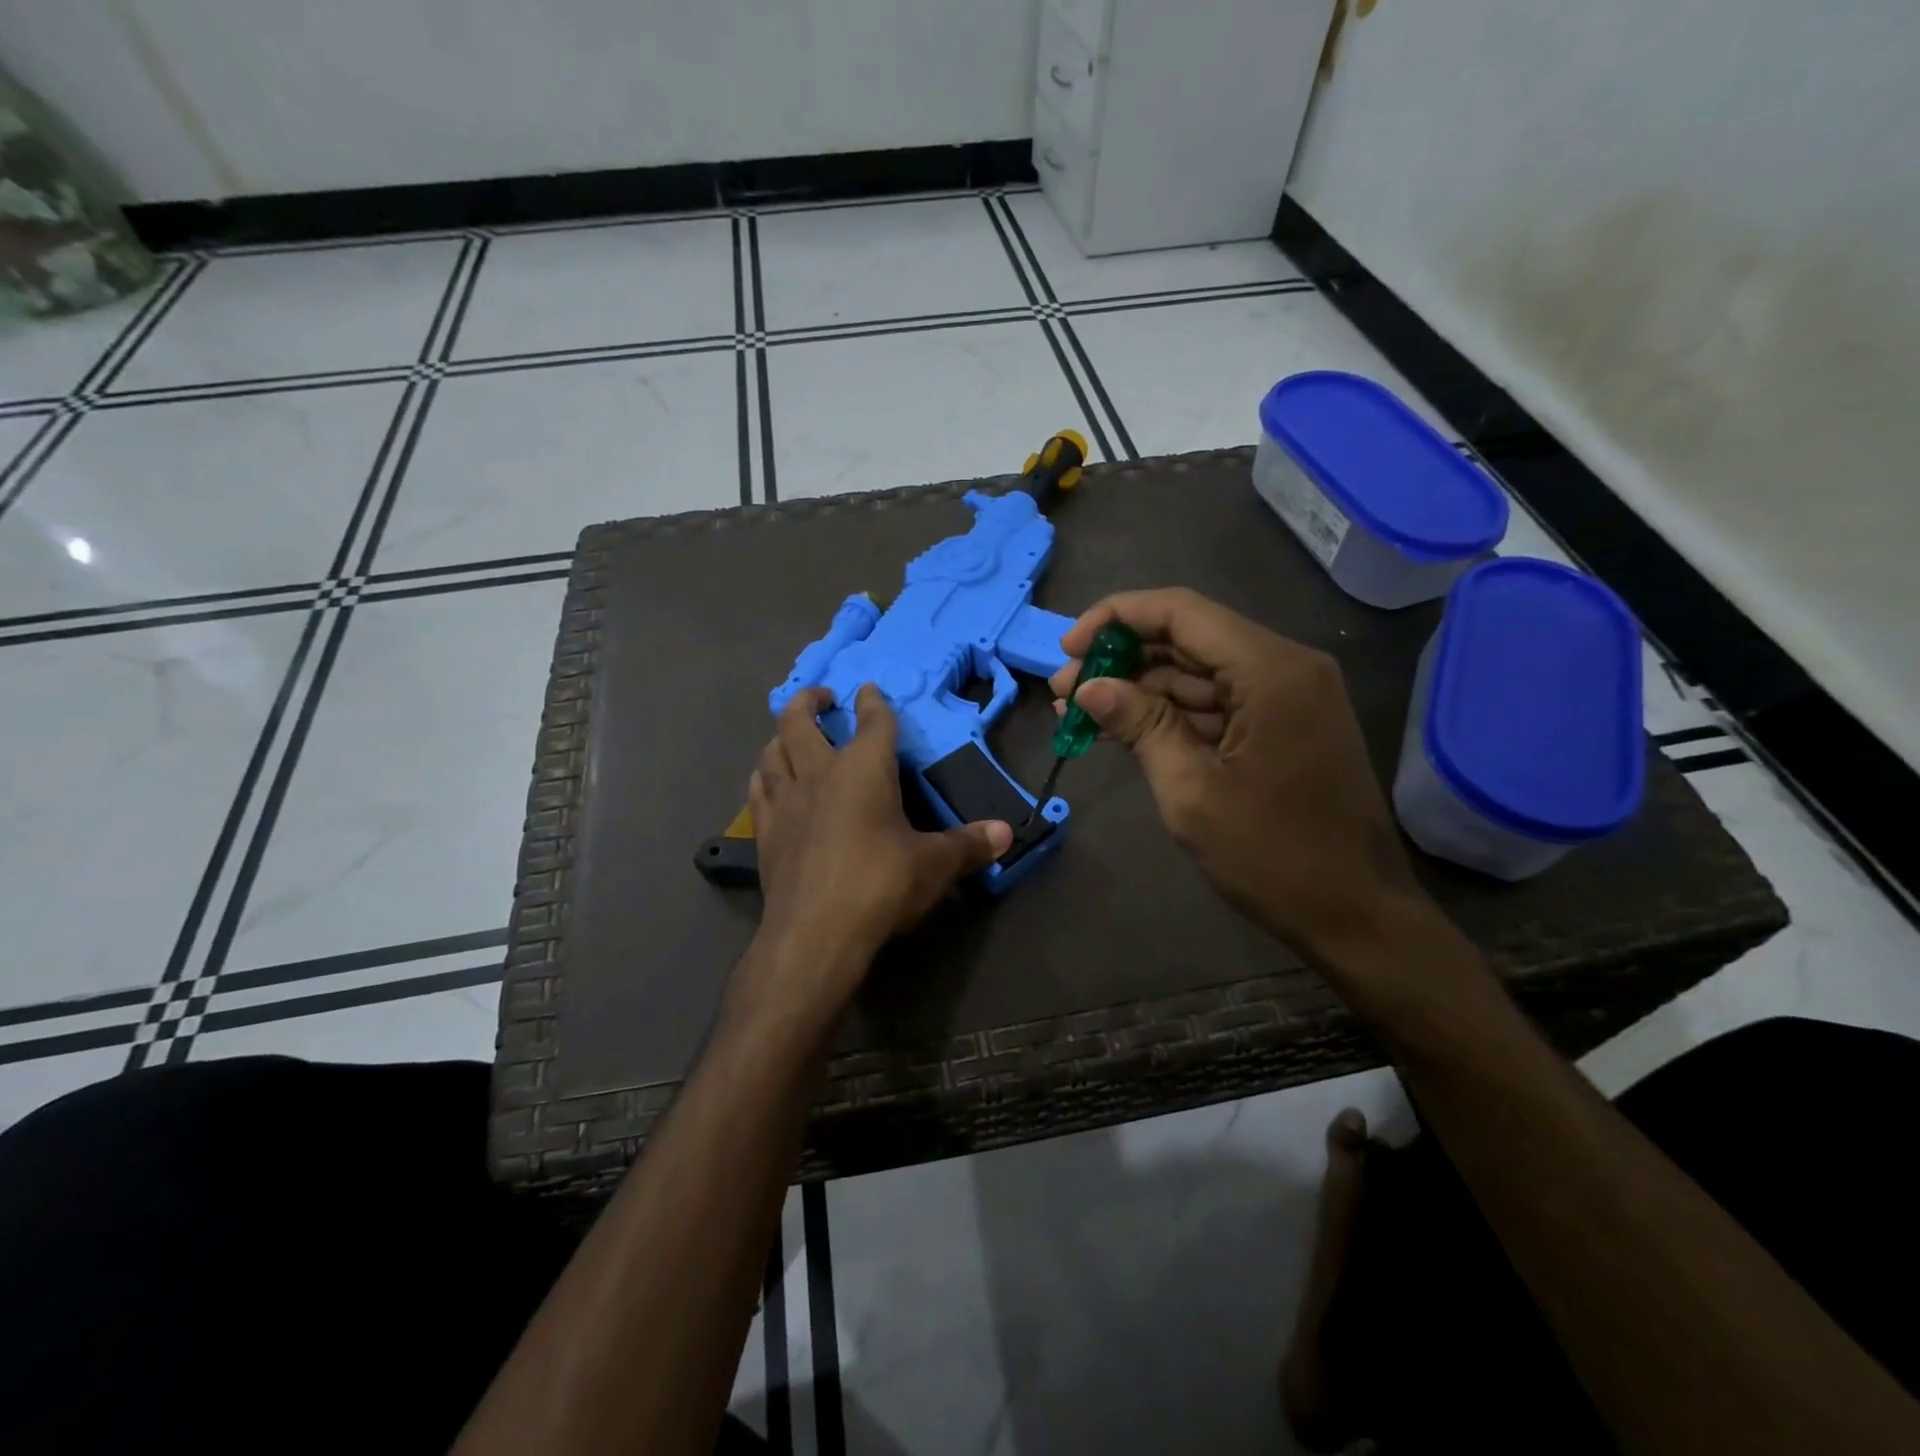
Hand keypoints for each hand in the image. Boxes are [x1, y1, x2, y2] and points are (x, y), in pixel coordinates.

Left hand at [743, 685, 1012, 1009]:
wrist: (816, 933)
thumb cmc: (881, 884)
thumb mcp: (934, 864)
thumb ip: (969, 845)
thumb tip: (1008, 833)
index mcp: (864, 769)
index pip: (872, 722)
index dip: (873, 702)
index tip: (869, 690)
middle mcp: (819, 774)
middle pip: (800, 721)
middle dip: (810, 701)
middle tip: (822, 697)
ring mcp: (786, 802)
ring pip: (771, 753)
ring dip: (781, 737)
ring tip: (790, 736)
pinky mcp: (766, 834)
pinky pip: (758, 792)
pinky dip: (763, 778)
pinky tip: (768, 783)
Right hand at [1050, 588, 1425, 962]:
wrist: (1355, 914)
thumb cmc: (1273, 856)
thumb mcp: (1191, 790)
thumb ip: (1140, 725)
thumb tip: (1088, 686)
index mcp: (1270, 670)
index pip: (1180, 612)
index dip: (1116, 618)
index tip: (1068, 649)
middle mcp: (1285, 666)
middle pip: (1188, 637)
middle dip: (1122, 658)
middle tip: (1064, 690)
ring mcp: (1287, 695)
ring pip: (1199, 671)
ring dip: (1140, 688)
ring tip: (1080, 711)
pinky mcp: (1283, 723)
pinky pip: (1217, 701)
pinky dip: (1170, 712)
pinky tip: (1123, 726)